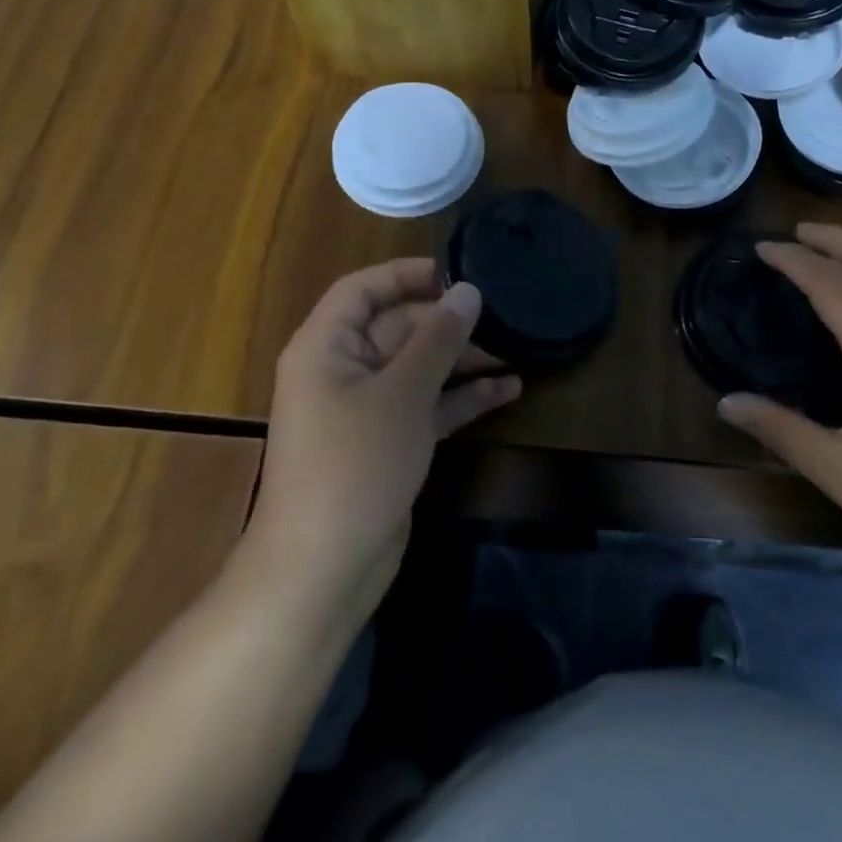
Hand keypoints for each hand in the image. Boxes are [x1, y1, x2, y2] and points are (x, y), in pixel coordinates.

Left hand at [247, 259, 520, 614]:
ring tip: (516, 349)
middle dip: (448, 323)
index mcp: (326, 347)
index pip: (363, 290)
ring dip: (462, 361)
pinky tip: (508, 391)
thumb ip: (438, 338)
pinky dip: (461, 398)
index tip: (461, 272)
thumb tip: (469, 291)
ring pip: (418, 368)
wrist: (324, 569)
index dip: (408, 274)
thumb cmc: (355, 464)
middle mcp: (343, 371)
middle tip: (504, 316)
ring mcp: (366, 410)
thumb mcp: (403, 394)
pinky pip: (427, 406)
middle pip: (398, 328)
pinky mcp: (388, 443)